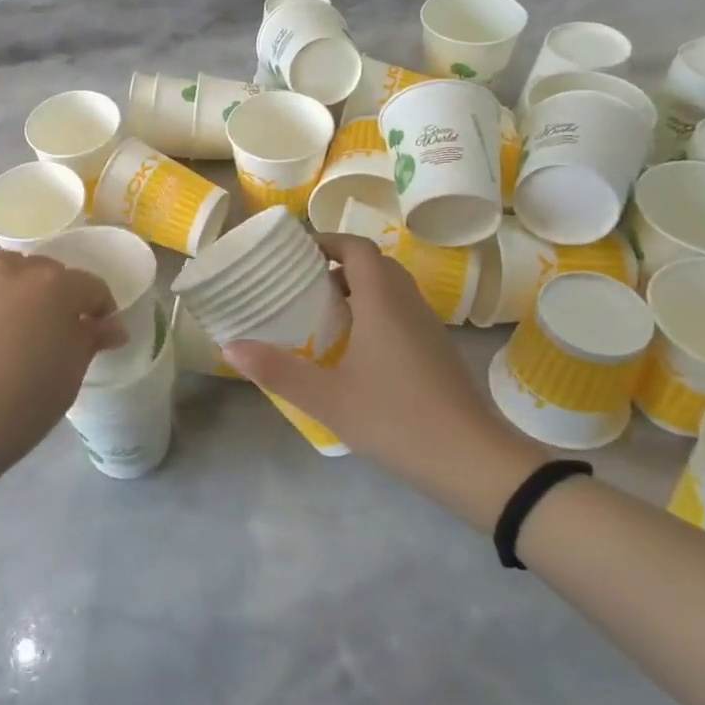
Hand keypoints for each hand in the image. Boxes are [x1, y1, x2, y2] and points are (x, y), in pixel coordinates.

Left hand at [0, 247, 126, 498]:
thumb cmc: (17, 409)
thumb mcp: (67, 379)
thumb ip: (90, 342)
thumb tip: (112, 326)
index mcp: (58, 288)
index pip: (91, 287)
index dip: (99, 308)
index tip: (97, 331)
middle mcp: (17, 269)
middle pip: (47, 271)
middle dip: (57, 295)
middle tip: (49, 331)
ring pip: (6, 265)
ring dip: (16, 284)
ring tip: (8, 318)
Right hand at [223, 233, 547, 529]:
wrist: (475, 463)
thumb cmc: (397, 419)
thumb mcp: (328, 399)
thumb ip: (277, 371)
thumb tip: (229, 347)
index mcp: (382, 302)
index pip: (356, 248)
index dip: (326, 241)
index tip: (295, 252)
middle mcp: (408, 304)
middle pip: (374, 264)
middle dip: (338, 264)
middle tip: (302, 282)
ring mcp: (428, 328)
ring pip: (391, 289)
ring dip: (358, 288)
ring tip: (322, 312)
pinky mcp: (438, 351)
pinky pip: (402, 312)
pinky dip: (376, 312)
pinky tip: (355, 348)